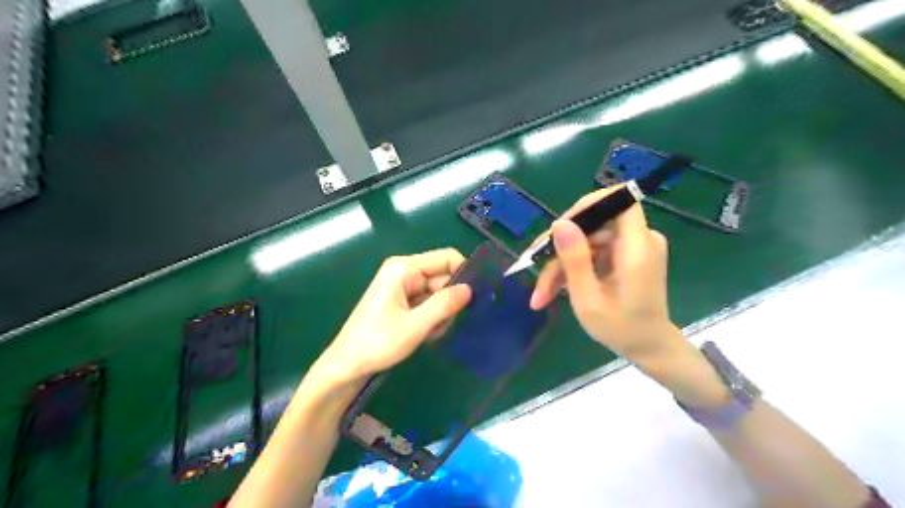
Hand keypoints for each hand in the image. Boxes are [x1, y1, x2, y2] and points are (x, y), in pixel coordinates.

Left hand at [313, 250, 473, 387]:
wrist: (347, 365)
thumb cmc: (377, 343)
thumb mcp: (415, 326)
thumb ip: (444, 305)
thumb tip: (470, 289)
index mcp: (404, 268)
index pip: (446, 258)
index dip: (464, 273)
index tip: (475, 298)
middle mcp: (405, 271)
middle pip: (444, 277)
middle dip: (449, 301)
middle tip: (445, 325)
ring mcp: (404, 286)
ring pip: (439, 293)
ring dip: (441, 313)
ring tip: (430, 333)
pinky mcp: (403, 301)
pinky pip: (429, 303)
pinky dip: (432, 318)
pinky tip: (424, 334)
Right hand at [532, 187, 678, 359]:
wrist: (648, 349)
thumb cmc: (621, 330)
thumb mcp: (589, 299)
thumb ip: (575, 260)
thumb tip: (559, 223)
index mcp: (637, 248)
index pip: (619, 201)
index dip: (587, 206)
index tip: (560, 227)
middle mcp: (639, 241)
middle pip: (593, 225)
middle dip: (561, 247)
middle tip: (535, 269)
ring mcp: (631, 248)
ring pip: (586, 241)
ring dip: (561, 264)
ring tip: (541, 294)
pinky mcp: (624, 256)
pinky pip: (592, 252)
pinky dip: (573, 268)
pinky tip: (553, 290)